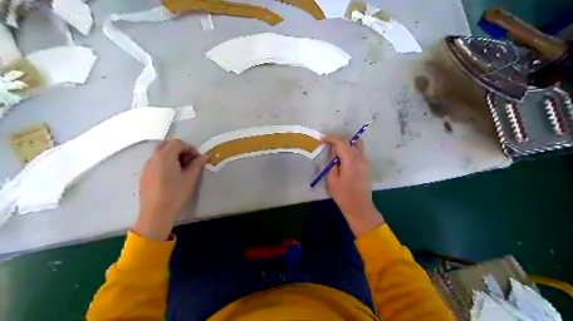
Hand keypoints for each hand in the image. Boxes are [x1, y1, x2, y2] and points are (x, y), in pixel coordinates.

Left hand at [132, 138, 208, 240]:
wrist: (156, 213)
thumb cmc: (175, 194)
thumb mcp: (190, 178)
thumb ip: (197, 164)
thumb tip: (204, 156)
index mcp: (165, 156)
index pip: (178, 143)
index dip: (190, 148)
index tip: (197, 159)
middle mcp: (153, 158)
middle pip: (167, 144)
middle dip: (180, 149)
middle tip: (189, 160)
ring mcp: (147, 166)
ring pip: (160, 153)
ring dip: (172, 156)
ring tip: (181, 169)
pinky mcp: (144, 175)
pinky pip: (155, 162)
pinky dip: (165, 163)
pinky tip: (171, 176)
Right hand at [324, 135, 380, 237]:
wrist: (359, 208)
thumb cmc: (343, 195)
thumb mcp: (332, 179)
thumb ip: (332, 163)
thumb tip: (333, 151)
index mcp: (352, 161)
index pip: (342, 142)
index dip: (332, 138)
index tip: (322, 139)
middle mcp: (361, 159)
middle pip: (353, 141)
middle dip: (341, 140)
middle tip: (330, 145)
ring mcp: (366, 162)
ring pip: (358, 146)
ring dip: (347, 145)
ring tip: (336, 153)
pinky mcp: (367, 167)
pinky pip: (359, 153)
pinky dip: (351, 151)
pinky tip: (343, 160)